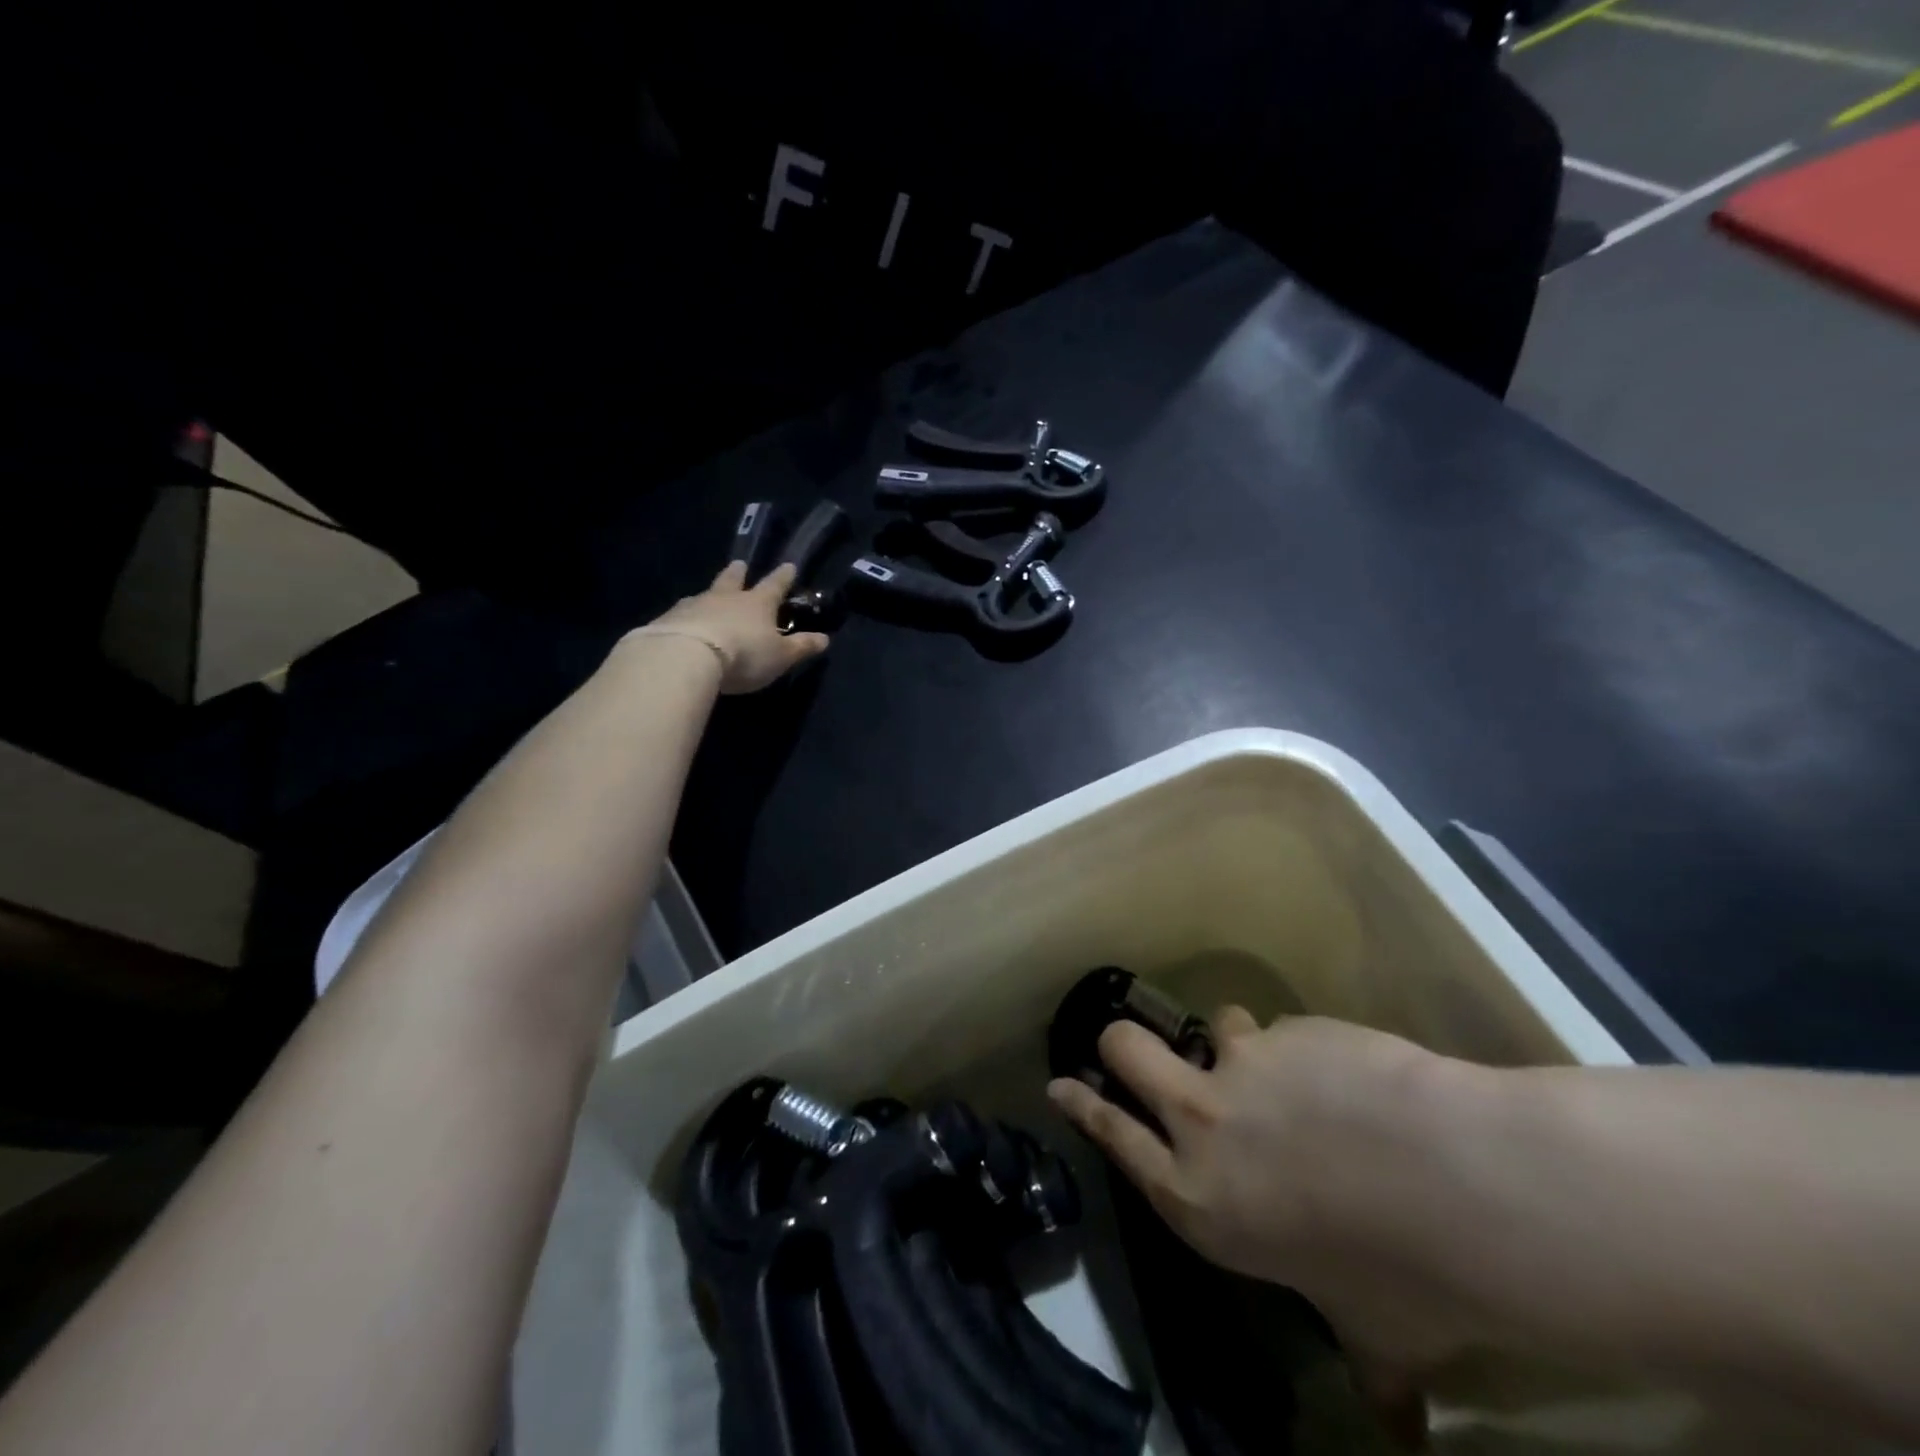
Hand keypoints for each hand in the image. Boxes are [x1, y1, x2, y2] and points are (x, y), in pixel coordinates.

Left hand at [633, 561, 828, 693]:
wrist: (687, 656)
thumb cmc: (744, 654)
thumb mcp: (781, 656)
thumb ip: (801, 647)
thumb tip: (825, 639)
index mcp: (757, 604)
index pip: (775, 585)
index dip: (784, 576)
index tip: (789, 565)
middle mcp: (726, 598)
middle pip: (733, 580)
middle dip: (739, 573)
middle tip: (740, 564)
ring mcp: (694, 606)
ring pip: (704, 595)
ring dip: (709, 594)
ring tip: (707, 595)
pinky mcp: (668, 620)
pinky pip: (681, 614)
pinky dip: (686, 616)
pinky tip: (682, 622)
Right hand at [1048, 1011, 1489, 1427]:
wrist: (1455, 1186)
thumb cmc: (1400, 1280)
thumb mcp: (1371, 1335)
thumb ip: (1368, 1366)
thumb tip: (1398, 1425)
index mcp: (1198, 1197)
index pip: (1114, 1136)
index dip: (1081, 1105)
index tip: (1059, 1083)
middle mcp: (1202, 1122)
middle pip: (1126, 1050)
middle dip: (1119, 1044)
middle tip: (1131, 1049)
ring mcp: (1241, 1063)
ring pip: (1215, 1024)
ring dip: (1240, 1045)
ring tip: (1285, 1069)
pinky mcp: (1289, 1030)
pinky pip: (1286, 1031)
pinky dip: (1307, 1050)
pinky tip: (1355, 1078)